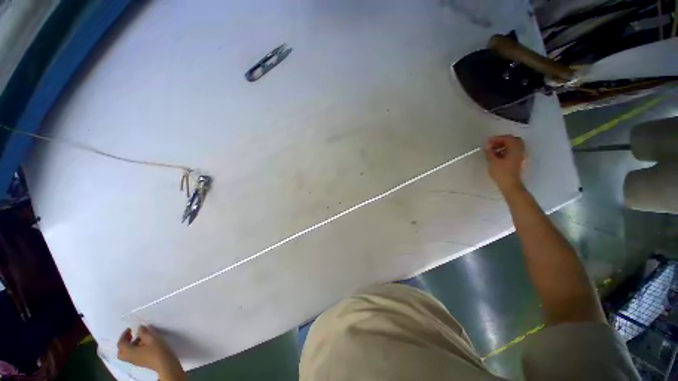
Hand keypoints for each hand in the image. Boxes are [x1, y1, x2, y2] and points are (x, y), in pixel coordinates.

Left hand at [117, 326, 184, 379]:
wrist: (169, 368)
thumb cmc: (157, 352)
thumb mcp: (150, 337)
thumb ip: (143, 331)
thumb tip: (140, 329)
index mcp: (129, 351)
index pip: (120, 343)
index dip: (124, 335)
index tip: (131, 330)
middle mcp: (132, 358)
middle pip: (123, 352)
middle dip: (125, 343)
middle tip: (131, 337)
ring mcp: (140, 363)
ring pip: (131, 354)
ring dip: (133, 346)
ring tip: (142, 340)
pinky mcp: (147, 364)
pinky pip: (137, 356)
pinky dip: (139, 350)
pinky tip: (148, 346)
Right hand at [485, 135, 525, 193]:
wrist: (512, 188)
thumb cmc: (503, 174)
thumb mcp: (493, 162)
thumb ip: (489, 152)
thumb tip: (488, 147)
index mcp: (514, 147)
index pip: (506, 138)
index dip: (496, 139)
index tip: (488, 143)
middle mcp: (519, 150)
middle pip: (512, 141)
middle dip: (502, 141)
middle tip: (494, 145)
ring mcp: (520, 158)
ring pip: (513, 148)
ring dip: (504, 148)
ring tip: (495, 153)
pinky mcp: (519, 164)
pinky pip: (513, 154)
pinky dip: (507, 153)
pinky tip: (500, 159)